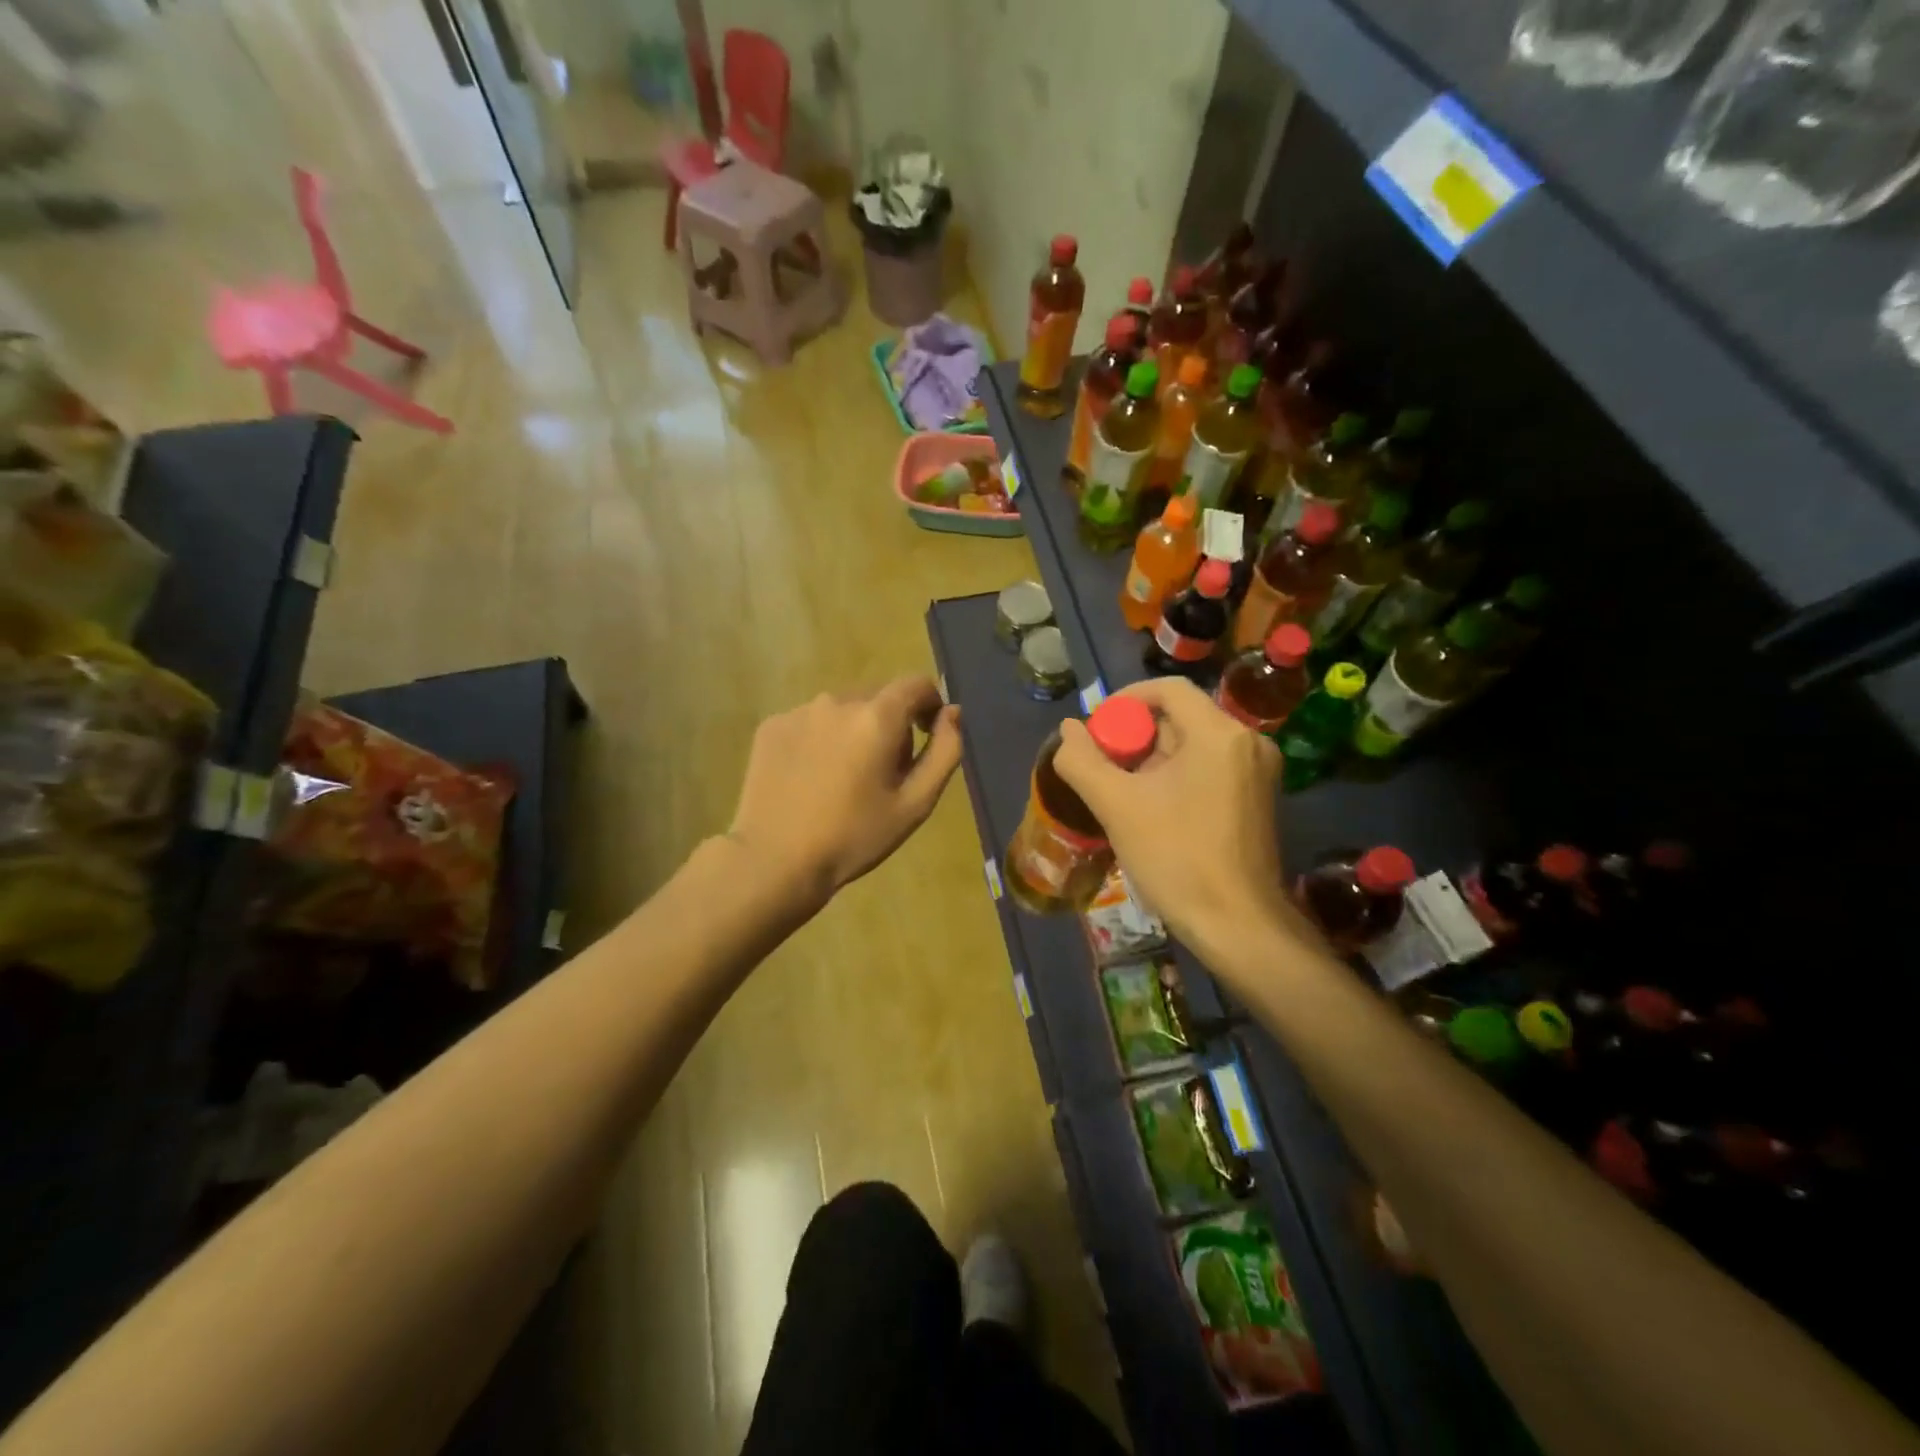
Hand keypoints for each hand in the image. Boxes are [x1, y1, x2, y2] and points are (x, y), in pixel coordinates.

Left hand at [727, 676, 962, 903]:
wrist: (775, 860)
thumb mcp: (915, 804)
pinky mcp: (771, 726)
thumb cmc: (854, 837)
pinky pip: (810, 722)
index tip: (927, 736)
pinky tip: (811, 778)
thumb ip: (945, 752)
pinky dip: (820, 740)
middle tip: (884, 773)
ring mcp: (799, 711)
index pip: (916, 685)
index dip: (930, 705)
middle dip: (890, 724)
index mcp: (877, 717)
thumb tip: (953, 713)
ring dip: (853, 731)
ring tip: (843, 778)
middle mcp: (837, 701)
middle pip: (878, 698)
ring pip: (842, 709)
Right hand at [1055, 677, 1304, 959]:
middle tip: (1105, 768)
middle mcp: (1248, 742)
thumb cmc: (1176, 858)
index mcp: (1219, 734)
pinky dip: (1177, 776)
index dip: (1125, 700)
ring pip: (1193, 745)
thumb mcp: (1117, 806)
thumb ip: (1083, 761)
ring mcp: (1259, 772)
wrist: (1237, 925)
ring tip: (1122, 793)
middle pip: (1180, 718)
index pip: (1168, 689)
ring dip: (1153, 760)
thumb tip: (1069, 730)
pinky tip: (1153, 809)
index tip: (1096, 729)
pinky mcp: (1259, 798)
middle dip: (1136, 737)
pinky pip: (1209, 768)